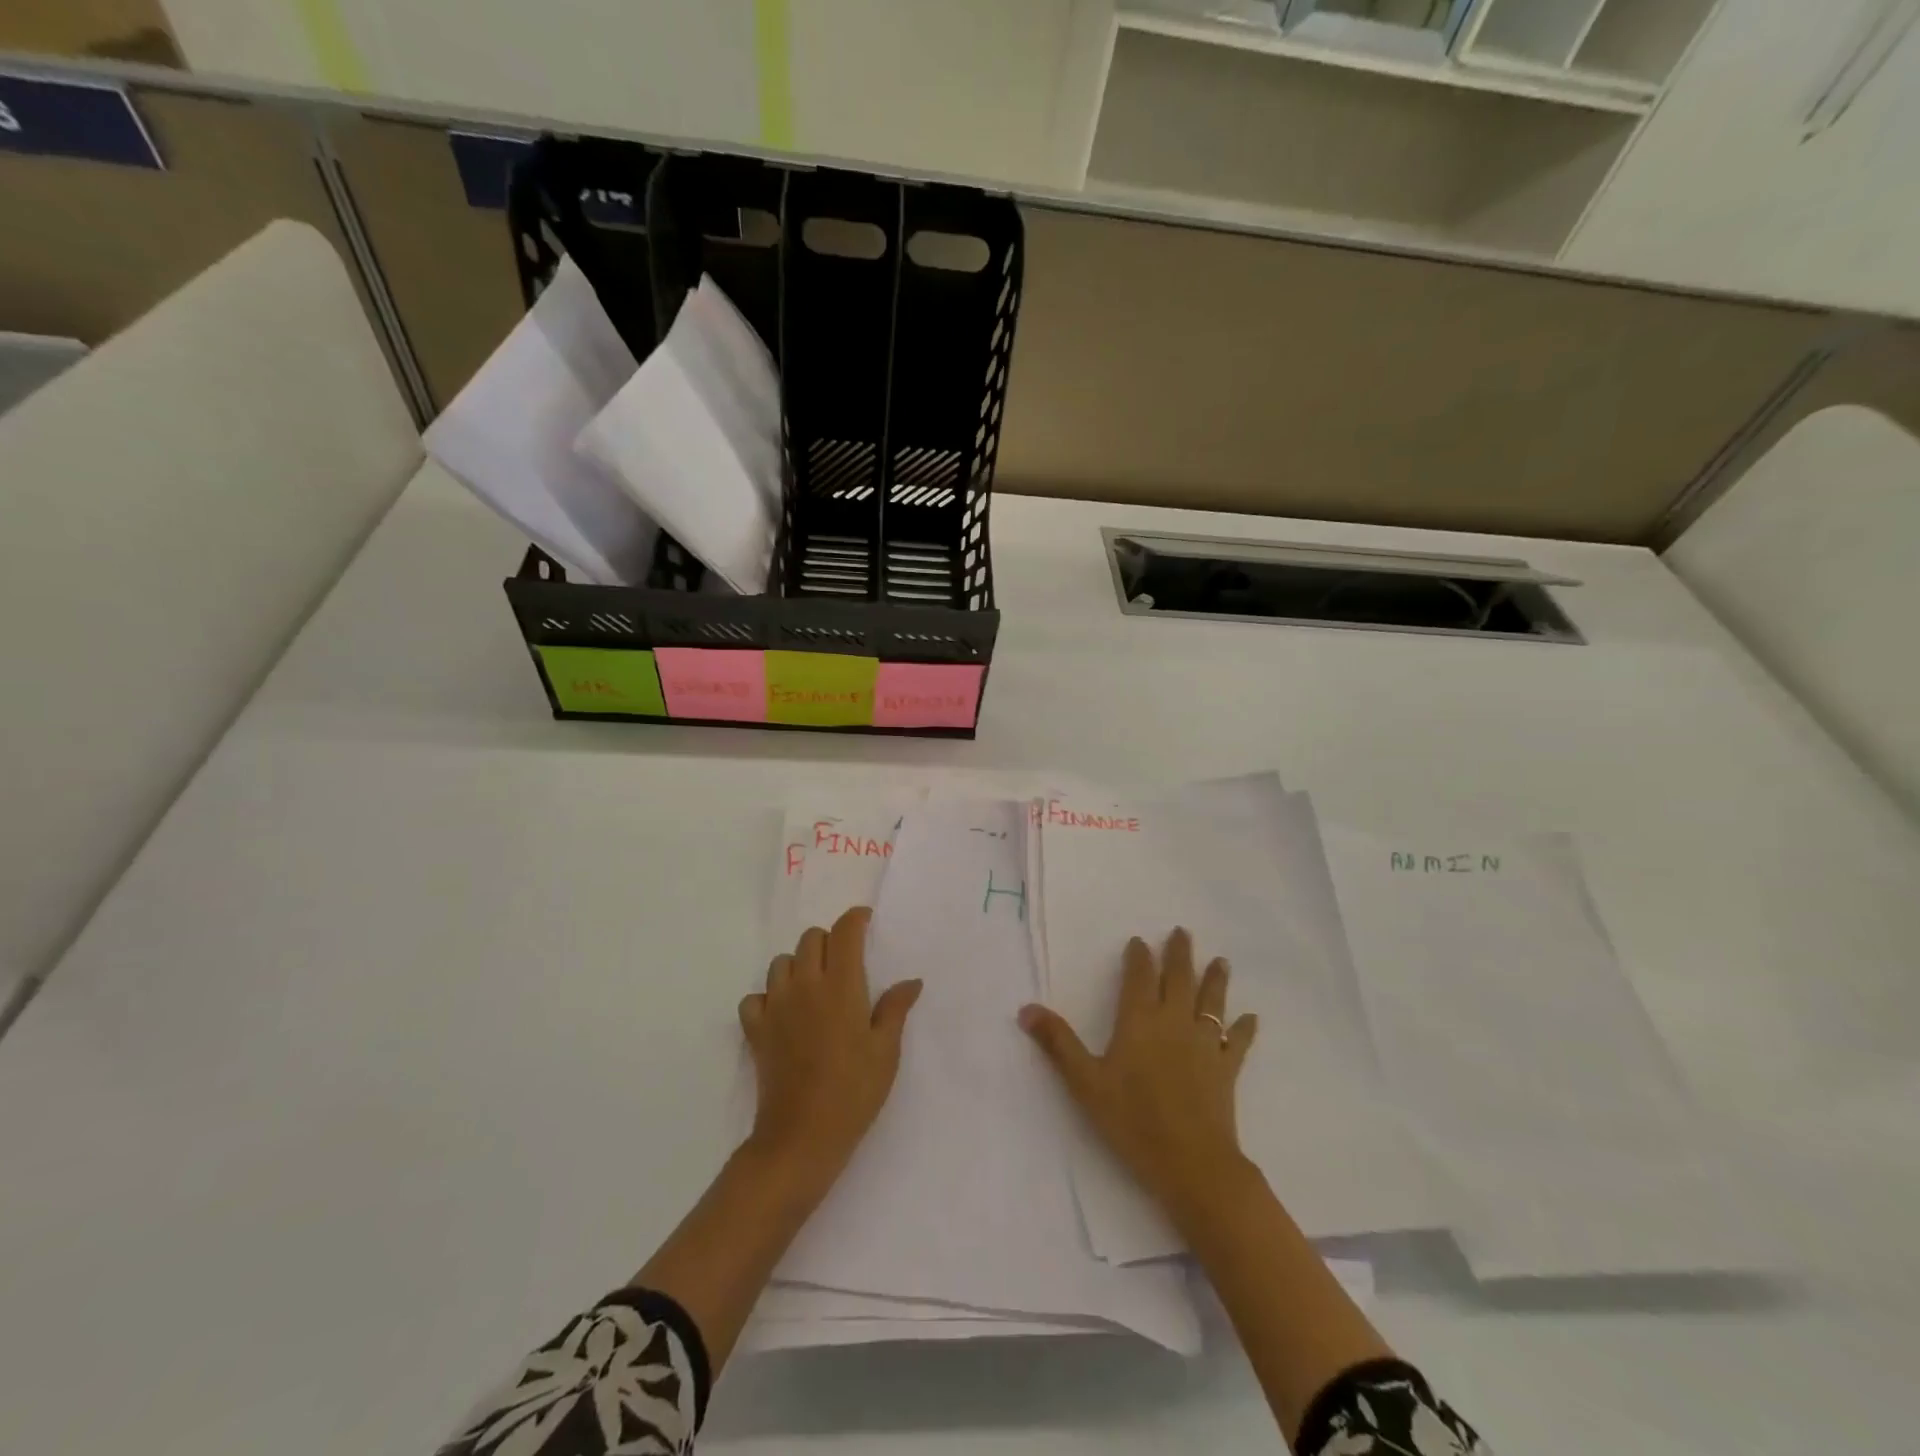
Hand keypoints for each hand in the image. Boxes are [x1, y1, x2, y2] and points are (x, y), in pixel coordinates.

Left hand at [739, 907, 922, 1196]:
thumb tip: (911, 981)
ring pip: (781, 962)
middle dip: (829, 942)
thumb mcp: (886, 1051)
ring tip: (814, 987)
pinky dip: (768, 997)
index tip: (865, 921)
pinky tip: (783, 1014)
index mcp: (841, 986)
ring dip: (798, 965)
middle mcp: (805, 985)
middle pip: (811, 939)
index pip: (844, 933)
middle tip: (845, 964)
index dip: (855, 919)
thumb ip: (895, 1009)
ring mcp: (776, 1006)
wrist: (802, 1137)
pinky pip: (755, 997)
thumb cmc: (854, 1092)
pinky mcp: (756, 1030)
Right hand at [1020, 928, 1257, 1221]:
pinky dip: (1243, 1028)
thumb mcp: (1085, 1082)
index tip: (1140, 941)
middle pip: (1179, 979)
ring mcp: (1204, 1044)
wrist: (1191, 1162)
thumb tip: (1026, 1008)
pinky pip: (1236, 1041)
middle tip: (1182, 932)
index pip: (1139, 977)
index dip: (1139, 957)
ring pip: (1211, 1002)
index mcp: (1139, 1020)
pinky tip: (1250, 1019)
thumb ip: (1058, 1043)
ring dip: (1215, 979)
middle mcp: (1174, 1022)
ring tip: (1221, 961)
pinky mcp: (1225, 1068)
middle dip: (1179, 954)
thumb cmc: (1133, 1120)